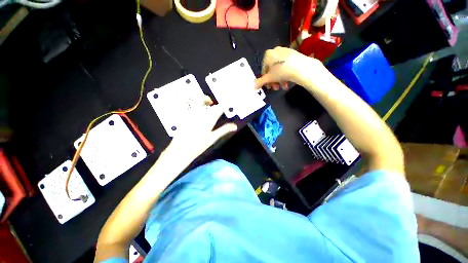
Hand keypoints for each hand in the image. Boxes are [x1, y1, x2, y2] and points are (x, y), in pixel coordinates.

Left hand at [166, 96, 236, 162]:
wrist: (180, 150)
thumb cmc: (198, 145)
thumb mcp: (213, 138)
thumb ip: (224, 130)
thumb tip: (234, 126)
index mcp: (208, 119)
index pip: (218, 108)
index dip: (224, 104)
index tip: (227, 101)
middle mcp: (198, 114)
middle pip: (203, 101)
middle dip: (208, 99)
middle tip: (211, 102)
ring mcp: (190, 115)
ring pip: (195, 102)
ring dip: (201, 101)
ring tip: (204, 106)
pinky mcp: (184, 118)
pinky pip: (190, 108)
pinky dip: (194, 107)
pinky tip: (196, 114)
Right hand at [254, 46, 320, 89]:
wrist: (300, 67)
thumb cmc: (281, 72)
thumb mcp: (269, 78)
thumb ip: (260, 82)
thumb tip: (252, 86)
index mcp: (267, 55)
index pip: (264, 70)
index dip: (266, 80)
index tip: (269, 87)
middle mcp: (275, 51)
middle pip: (272, 70)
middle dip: (273, 81)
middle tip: (276, 88)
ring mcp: (285, 51)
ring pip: (279, 69)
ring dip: (280, 80)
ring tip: (283, 87)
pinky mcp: (293, 54)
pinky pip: (286, 65)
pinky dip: (285, 74)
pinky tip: (288, 81)